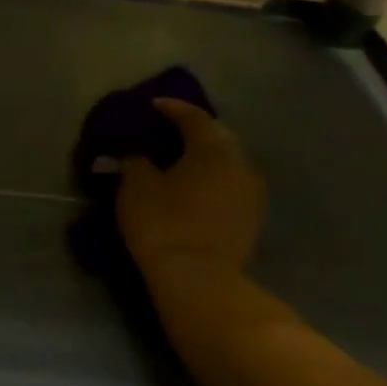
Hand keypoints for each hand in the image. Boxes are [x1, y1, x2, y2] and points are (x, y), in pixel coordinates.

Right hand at [115, 99, 264, 277]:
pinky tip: (195, 189)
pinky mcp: (252, 218)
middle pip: (217, 136)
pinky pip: (230, 185)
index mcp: (212, 148)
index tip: (153, 105)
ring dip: (205, 158)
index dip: (172, 108)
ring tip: (180, 163)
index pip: (193, 116)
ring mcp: (252, 192)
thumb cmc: (163, 224)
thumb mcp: (136, 187)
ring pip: (227, 162)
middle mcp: (240, 162)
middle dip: (193, 131)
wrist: (199, 280)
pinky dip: (212, 180)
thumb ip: (134, 162)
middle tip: (168, 132)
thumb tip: (135, 154)